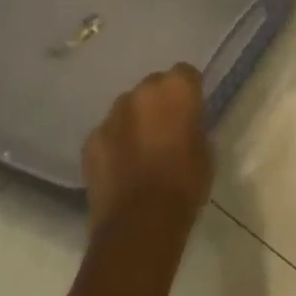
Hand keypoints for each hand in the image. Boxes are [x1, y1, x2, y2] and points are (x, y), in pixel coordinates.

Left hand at [81, 64, 212, 232]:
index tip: (191, 111)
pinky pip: (107, 133)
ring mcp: (112, 115)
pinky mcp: (90, 140)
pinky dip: (114, 144)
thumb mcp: (205, 150)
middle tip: (165, 129)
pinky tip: (120, 167)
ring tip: (140, 151)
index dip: (188, 92)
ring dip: (134, 121)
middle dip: (159, 102)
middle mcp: (142, 92)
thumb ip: (194, 126)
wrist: (140, 222)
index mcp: (176, 89)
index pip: (185, 73)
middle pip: (153, 86)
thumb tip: (185, 124)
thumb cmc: (185, 184)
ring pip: (127, 108)